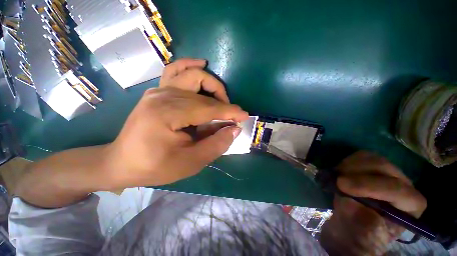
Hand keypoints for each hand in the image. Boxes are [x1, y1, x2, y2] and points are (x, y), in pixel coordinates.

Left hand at [104, 59, 248, 188]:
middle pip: (203, 92)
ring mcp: (159, 90)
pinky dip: (191, 66)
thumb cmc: (155, 166)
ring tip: (221, 99)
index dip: (230, 112)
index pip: (209, 109)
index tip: (244, 116)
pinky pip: (176, 70)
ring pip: (193, 75)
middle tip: (230, 116)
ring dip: (212, 85)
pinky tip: (202, 64)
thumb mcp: (190, 163)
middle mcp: (163, 95)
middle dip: (223, 103)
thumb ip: (216, 145)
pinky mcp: (158, 91)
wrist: (122, 162)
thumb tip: (234, 129)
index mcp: (168, 114)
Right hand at [320, 151, 426, 255]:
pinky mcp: (374, 167)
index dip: (368, 186)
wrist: (354, 223)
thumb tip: (350, 200)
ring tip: (337, 176)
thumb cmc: (360, 233)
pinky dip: (347, 161)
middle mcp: (405, 185)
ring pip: (372, 158)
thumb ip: (361, 219)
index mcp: (411, 206)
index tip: (341, 186)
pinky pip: (361, 156)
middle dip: (356, 172)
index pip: (397, 190)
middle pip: (384, 167)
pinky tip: (340, 171)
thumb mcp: (361, 233)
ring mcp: (390, 173)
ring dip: (350, 165)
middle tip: (336, 179)